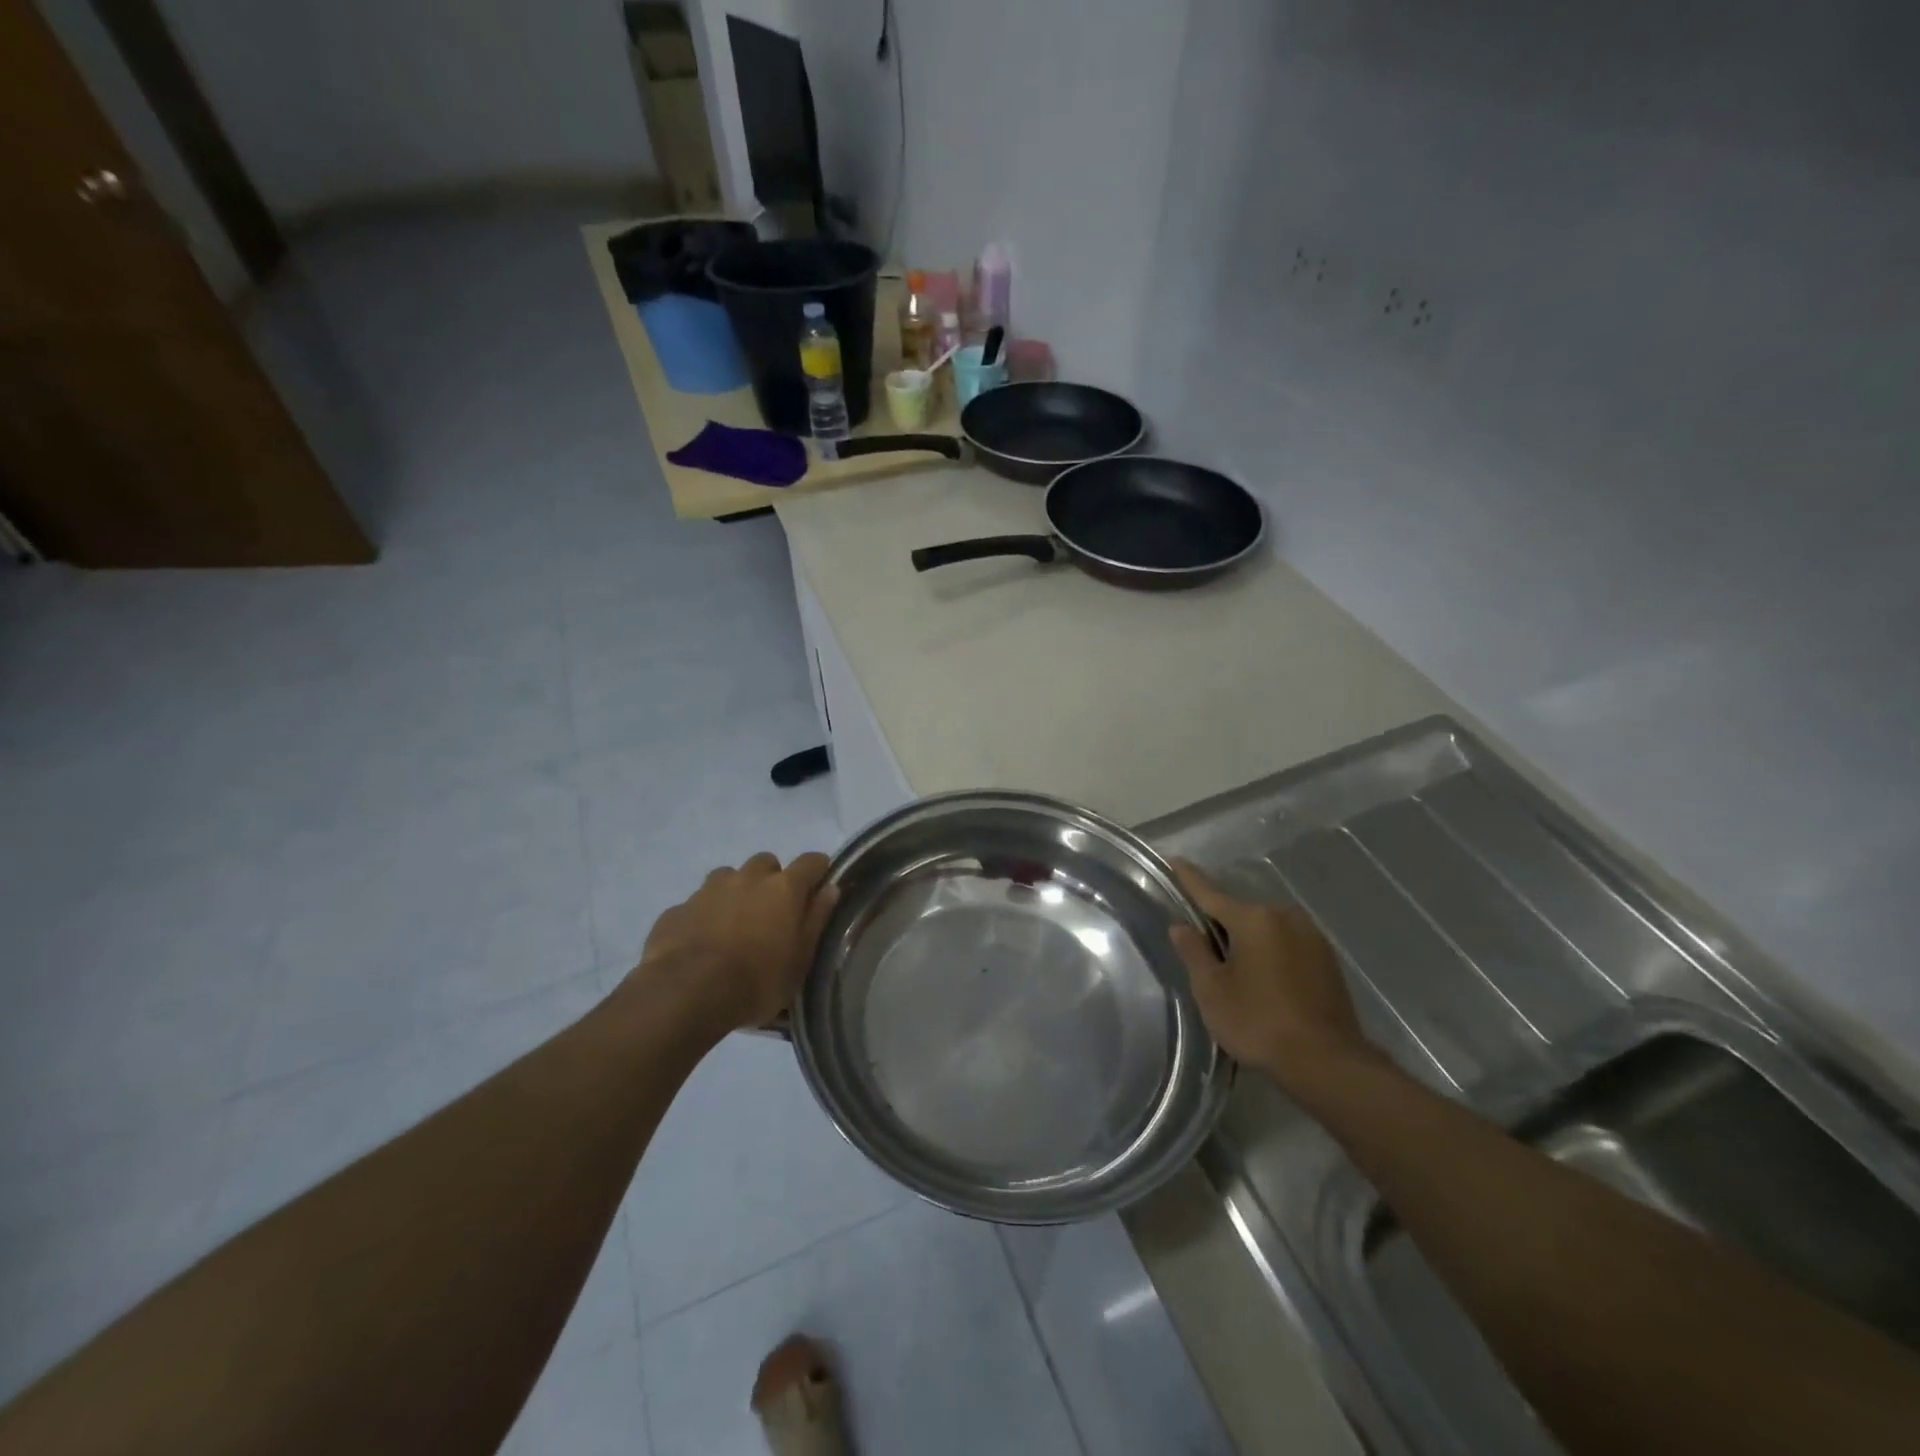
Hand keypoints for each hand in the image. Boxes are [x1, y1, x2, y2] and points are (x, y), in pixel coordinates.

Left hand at [636, 852, 838, 1032]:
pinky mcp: (677, 909)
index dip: (818, 871)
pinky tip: (700, 943)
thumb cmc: (757, 980)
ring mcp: (707, 890)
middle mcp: (747, 878)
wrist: (686, 994)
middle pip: (766, 863)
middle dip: (771, 880)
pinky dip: (703, 916)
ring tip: (733, 925)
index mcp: (783, 888)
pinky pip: (696, 904)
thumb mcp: (800, 959)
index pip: (811, 861)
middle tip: (772, 912)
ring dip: (735, 892)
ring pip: (728, 877)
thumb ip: (816, 919)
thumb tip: (830, 888)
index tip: (818, 887)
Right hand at [1168, 860, 1376, 1083]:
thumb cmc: (1259, 1022)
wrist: (1327, 1062)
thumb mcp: (1212, 990)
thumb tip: (1180, 926)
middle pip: (1240, 913)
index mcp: (1253, 918)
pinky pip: (1287, 944)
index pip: (1210, 892)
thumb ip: (1194, 952)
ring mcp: (1311, 936)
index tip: (1174, 860)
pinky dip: (1271, 953)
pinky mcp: (1327, 959)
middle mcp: (1284, 916)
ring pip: (1266, 929)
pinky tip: (1264, 980)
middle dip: (1220, 923)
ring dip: (1248, 941)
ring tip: (1234, 969)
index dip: (1188, 878)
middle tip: (1202, 946)